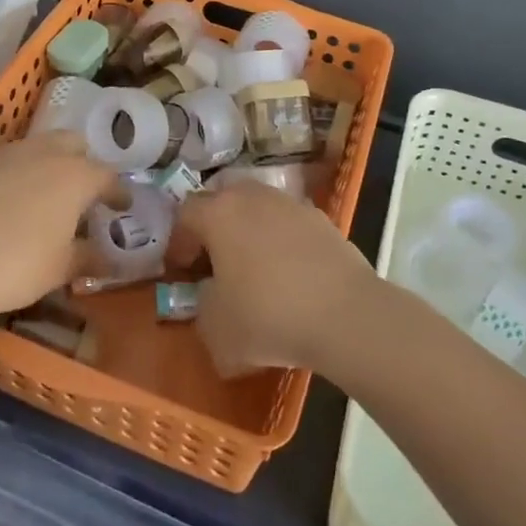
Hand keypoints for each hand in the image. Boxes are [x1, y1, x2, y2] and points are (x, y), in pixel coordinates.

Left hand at [0, 131, 113, 325]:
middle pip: (73, 144)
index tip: (122, 206)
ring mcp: (2, 154)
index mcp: (74, 176)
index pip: (108, 176)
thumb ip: (90, 258)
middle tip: (80, 192)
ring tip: (39, 196)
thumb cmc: (15, 267)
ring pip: (34, 147)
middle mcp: (42, 154)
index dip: (117, 192)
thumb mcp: (60, 269)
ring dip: (44, 165)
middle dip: (82, 162)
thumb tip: (111, 259)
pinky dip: (8, 177)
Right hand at [177, 184, 378, 375]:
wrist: (346, 315)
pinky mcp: (324, 219)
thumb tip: (212, 298)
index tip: (181, 272)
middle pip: (223, 202)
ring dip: (250, 233)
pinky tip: (290, 276)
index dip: (179, 243)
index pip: (186, 214)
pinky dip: (282, 243)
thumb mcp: (216, 329)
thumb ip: (202, 308)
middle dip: (214, 229)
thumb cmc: (268, 316)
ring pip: (259, 210)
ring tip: (255, 270)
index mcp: (219, 213)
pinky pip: (289, 225)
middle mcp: (253, 197)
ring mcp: (292, 204)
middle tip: (214, 264)